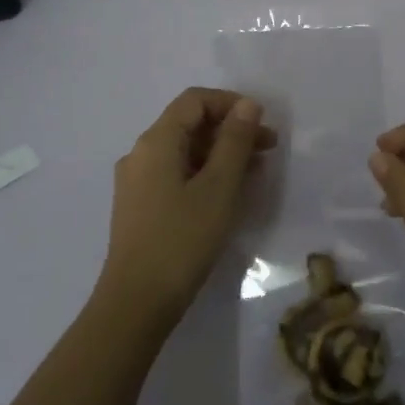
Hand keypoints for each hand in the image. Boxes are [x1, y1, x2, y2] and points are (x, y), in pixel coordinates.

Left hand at [99, 88, 277, 333]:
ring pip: (185, 151)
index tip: (262, 122)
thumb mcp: (218, 188)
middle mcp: (141, 153)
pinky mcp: (141, 207)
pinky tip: (229, 193)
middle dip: (231, 130)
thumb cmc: (182, 240)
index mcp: (156, 141)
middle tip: (269, 148)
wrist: (136, 304)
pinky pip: (177, 174)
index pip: (194, 100)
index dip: (231, 103)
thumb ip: (234, 142)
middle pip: (189, 124)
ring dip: (222, 153)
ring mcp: (138, 182)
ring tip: (257, 171)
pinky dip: (205, 174)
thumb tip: (247, 104)